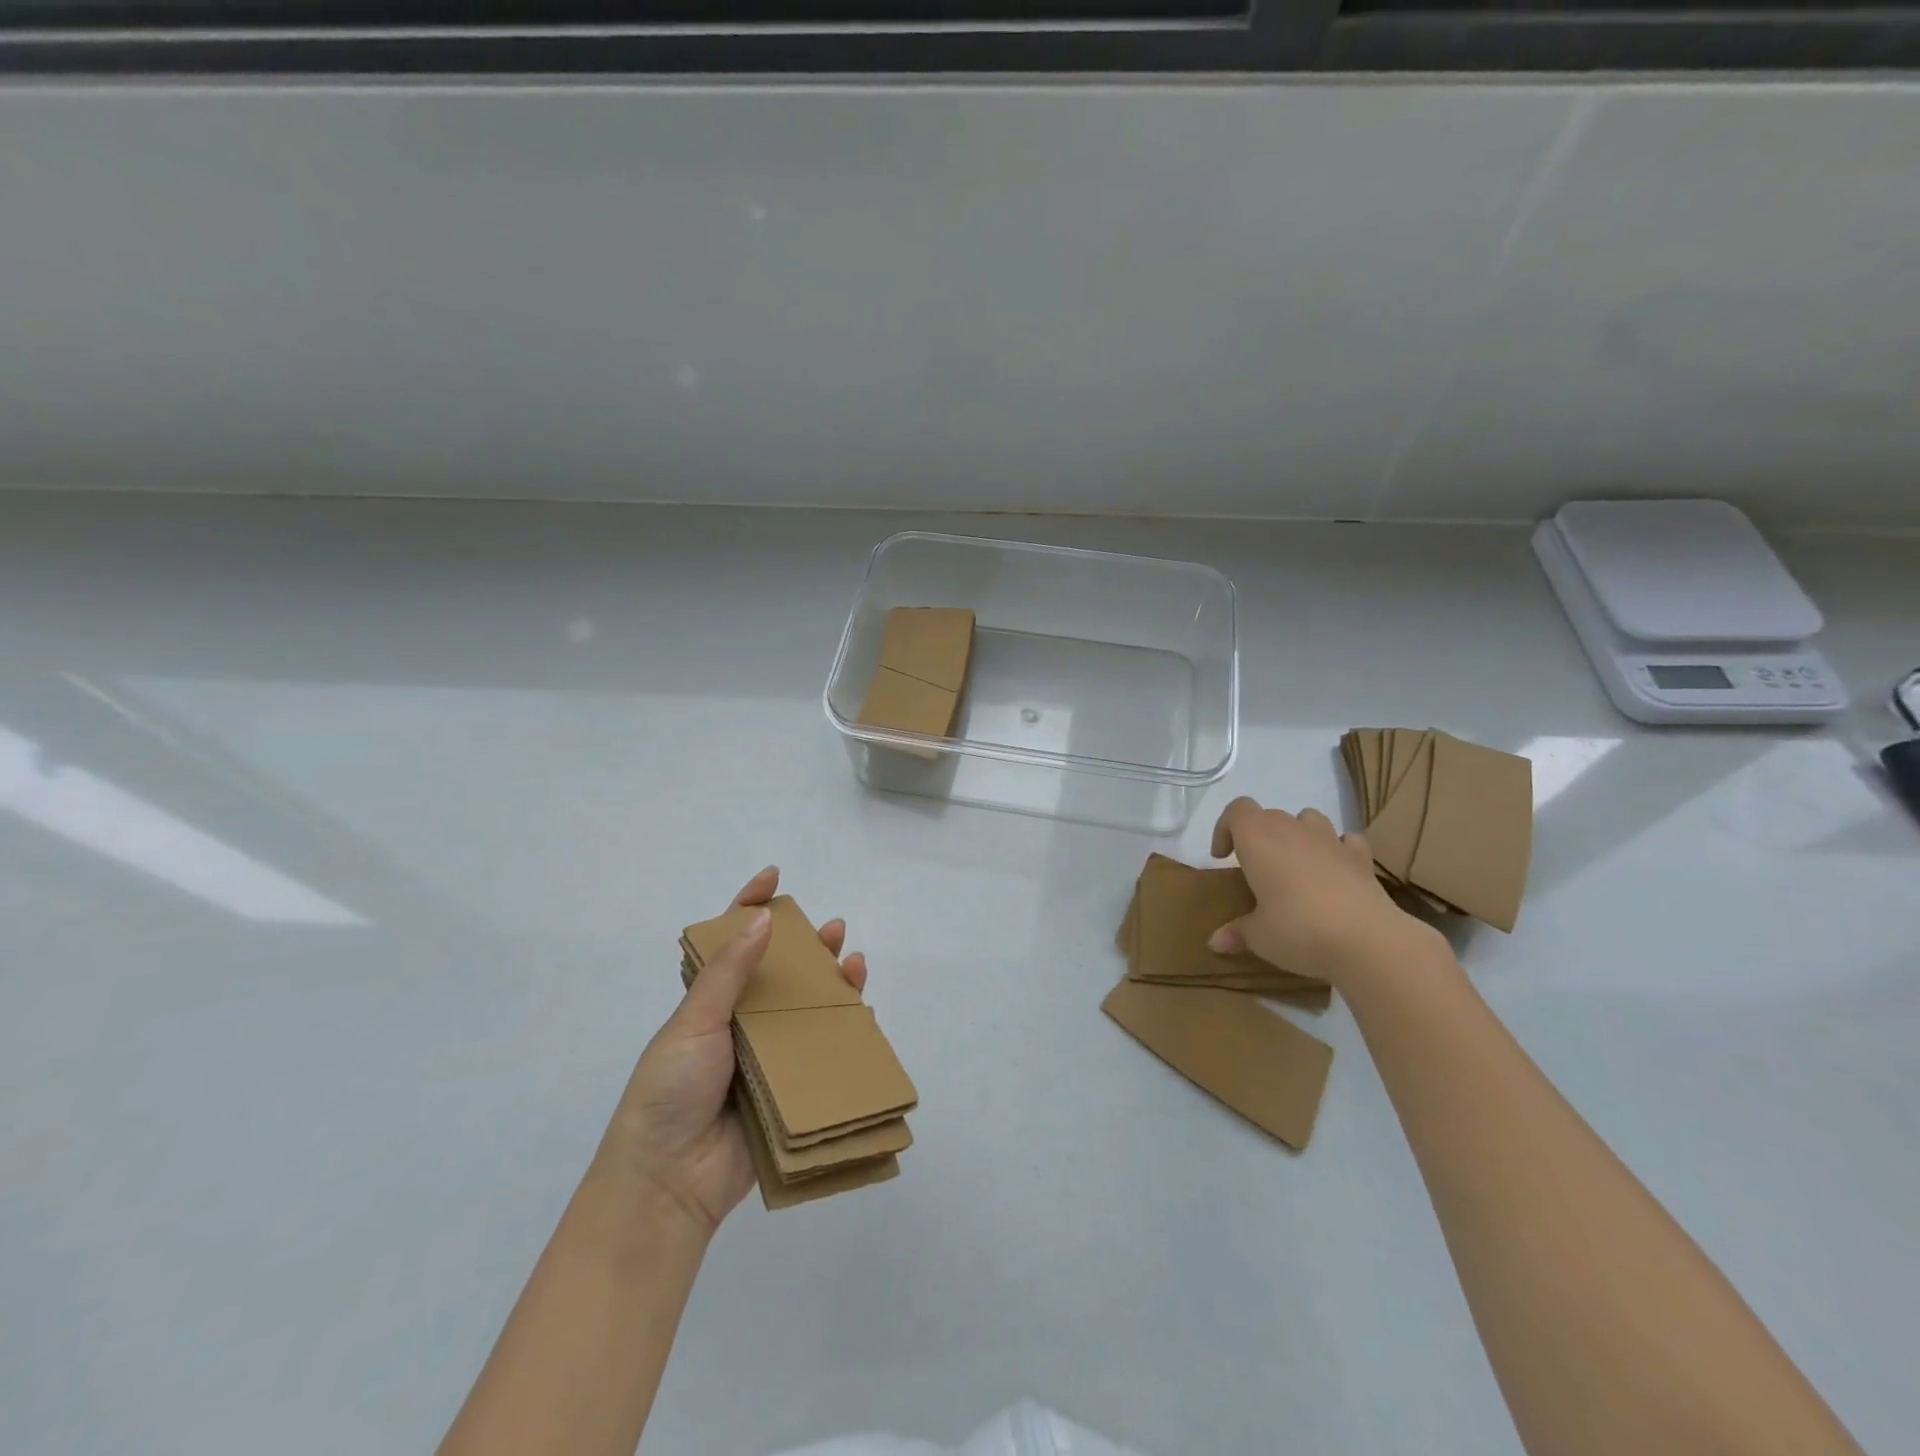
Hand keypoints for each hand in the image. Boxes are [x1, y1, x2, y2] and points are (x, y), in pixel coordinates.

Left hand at [591, 867, 868, 1235]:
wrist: (668, 1183)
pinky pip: (820, 1053)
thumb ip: (728, 972)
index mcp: (708, 1003)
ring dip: (830, 983)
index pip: (730, 942)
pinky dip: (843, 1030)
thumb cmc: (669, 1091)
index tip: (772, 877)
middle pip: (778, 973)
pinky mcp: (787, 1090)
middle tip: (833, 928)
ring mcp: (765, 1057)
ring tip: (854, 962)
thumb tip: (762, 917)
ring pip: (804, 1009)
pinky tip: (863, 1012)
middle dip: (805, 946)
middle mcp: (739, 1024)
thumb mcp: (692, 1023)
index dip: (748, 906)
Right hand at [1207, 798, 1436, 984]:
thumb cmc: (1299, 930)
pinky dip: (1336, 849)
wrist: (1368, 940)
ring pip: (1307, 818)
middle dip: (1258, 836)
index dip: (1225, 828)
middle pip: (1269, 815)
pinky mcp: (1361, 858)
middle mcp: (1292, 831)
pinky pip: (1345, 840)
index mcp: (1259, 840)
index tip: (1222, 858)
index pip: (1237, 810)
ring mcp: (1330, 840)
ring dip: (1297, 833)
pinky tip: (1334, 871)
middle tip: (1256, 870)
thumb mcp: (1259, 937)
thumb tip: (1216, 942)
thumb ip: (1237, 933)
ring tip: (1294, 864)